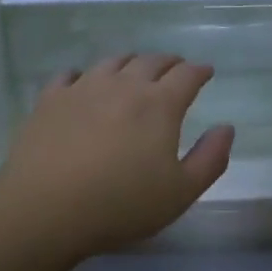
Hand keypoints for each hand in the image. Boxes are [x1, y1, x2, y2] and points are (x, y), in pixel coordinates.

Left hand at [0, 54, 234, 260]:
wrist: (45, 208)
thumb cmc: (120, 205)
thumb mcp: (180, 193)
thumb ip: (210, 159)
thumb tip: (226, 127)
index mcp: (159, 104)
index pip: (187, 75)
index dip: (200, 71)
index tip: (206, 71)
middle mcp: (123, 85)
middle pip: (150, 61)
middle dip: (168, 62)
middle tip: (175, 67)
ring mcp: (83, 88)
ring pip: (112, 62)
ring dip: (130, 62)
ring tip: (134, 68)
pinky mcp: (50, 99)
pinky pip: (69, 75)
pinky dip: (82, 74)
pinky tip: (81, 81)